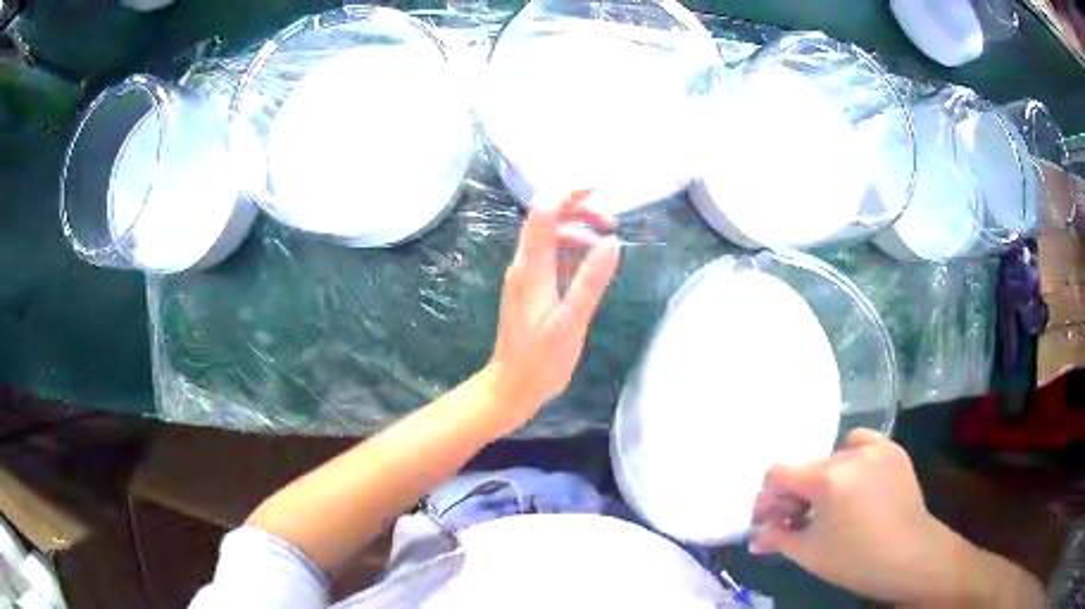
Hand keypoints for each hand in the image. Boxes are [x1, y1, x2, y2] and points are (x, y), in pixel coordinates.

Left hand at [488, 190, 620, 435]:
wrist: (511, 387)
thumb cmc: (540, 360)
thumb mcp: (571, 322)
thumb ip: (590, 281)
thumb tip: (611, 242)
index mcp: (532, 268)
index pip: (543, 212)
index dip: (568, 192)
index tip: (600, 189)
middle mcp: (525, 265)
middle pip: (547, 218)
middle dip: (579, 209)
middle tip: (612, 224)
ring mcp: (527, 276)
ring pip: (551, 237)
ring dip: (579, 230)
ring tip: (607, 244)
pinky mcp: (532, 289)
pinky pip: (552, 257)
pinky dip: (573, 251)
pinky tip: (592, 264)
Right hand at [749, 430, 977, 603]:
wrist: (910, 556)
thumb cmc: (856, 560)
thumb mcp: (809, 553)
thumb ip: (778, 538)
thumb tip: (757, 535)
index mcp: (827, 478)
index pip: (779, 473)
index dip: (767, 497)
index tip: (767, 520)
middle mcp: (850, 453)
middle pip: (807, 468)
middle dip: (794, 495)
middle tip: (795, 521)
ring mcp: (876, 448)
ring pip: (833, 457)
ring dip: (822, 479)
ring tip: (828, 504)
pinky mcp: (894, 450)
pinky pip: (861, 445)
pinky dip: (851, 460)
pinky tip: (854, 484)